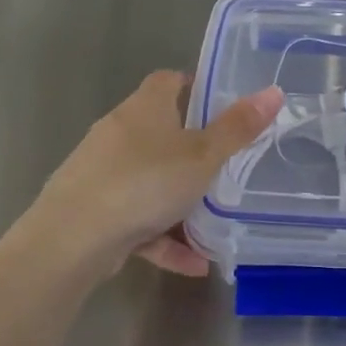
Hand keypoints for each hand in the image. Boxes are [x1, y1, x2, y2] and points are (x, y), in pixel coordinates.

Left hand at [20, 71, 282, 279]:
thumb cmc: (144, 182)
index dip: (194, 86)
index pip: (168, 81)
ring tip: (214, 225)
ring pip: (149, 180)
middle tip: (224, 164)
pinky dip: (163, 237)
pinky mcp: (92, 210)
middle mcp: (119, 132)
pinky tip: (193, 264)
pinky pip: (137, 219)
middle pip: (159, 131)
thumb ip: (238, 128)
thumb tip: (274, 91)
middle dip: (191, 149)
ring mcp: (102, 172)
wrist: (71, 239)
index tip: (219, 103)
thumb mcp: (202, 156)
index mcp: (145, 108)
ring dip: (179, 202)